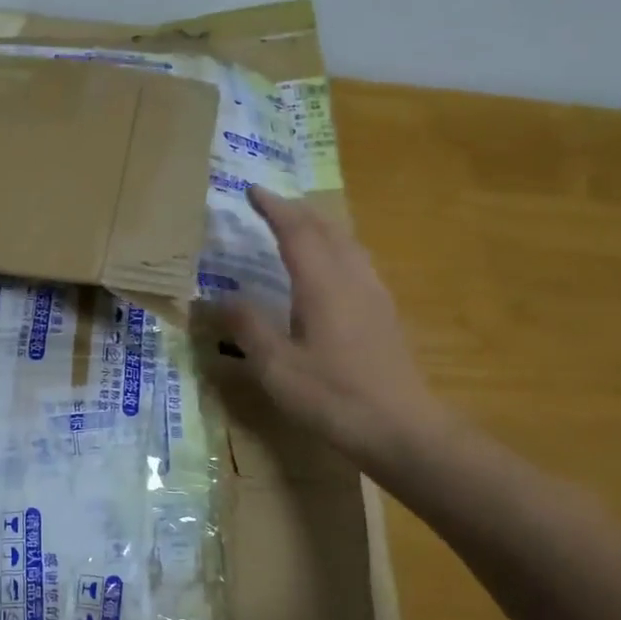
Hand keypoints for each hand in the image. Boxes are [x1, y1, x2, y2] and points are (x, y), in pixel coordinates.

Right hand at [219, 187, 443, 469]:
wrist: (402, 428)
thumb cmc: (333, 396)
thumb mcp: (277, 366)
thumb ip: (247, 327)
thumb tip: (219, 298)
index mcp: (322, 283)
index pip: (295, 230)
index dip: (272, 207)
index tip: (251, 191)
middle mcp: (352, 277)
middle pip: (326, 228)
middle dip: (296, 210)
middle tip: (270, 205)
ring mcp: (374, 293)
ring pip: (346, 242)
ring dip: (319, 227)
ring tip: (297, 228)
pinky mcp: (385, 312)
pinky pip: (357, 261)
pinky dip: (335, 248)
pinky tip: (329, 270)